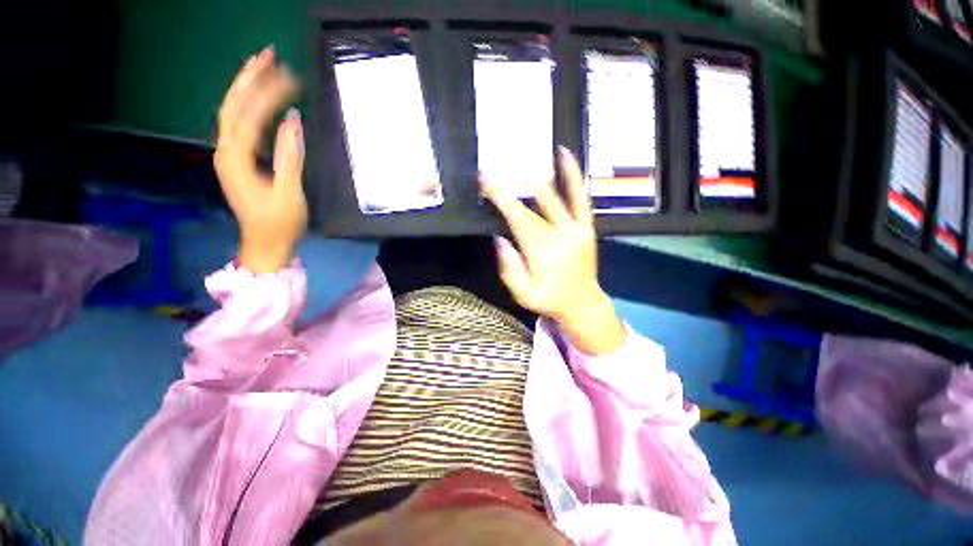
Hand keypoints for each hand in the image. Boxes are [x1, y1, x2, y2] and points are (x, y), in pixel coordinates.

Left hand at [214, 47, 305, 273]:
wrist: (266, 244)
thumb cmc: (279, 222)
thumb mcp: (288, 191)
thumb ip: (290, 155)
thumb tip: (293, 120)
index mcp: (236, 158)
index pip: (247, 114)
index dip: (265, 92)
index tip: (288, 75)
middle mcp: (227, 151)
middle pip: (233, 106)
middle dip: (249, 79)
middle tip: (269, 56)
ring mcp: (231, 156)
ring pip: (235, 114)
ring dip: (249, 89)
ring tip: (266, 70)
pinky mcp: (240, 161)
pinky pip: (243, 127)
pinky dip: (252, 109)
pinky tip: (264, 102)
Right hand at [480, 148, 624, 354]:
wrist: (583, 304)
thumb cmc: (549, 300)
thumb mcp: (523, 295)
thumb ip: (510, 269)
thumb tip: (499, 239)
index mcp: (541, 252)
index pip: (517, 219)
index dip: (501, 198)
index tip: (486, 182)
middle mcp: (558, 237)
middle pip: (531, 209)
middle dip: (509, 191)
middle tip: (492, 174)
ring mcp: (576, 230)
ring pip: (555, 200)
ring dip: (539, 181)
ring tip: (524, 164)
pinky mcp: (587, 228)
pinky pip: (581, 200)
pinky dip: (575, 179)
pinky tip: (568, 158)